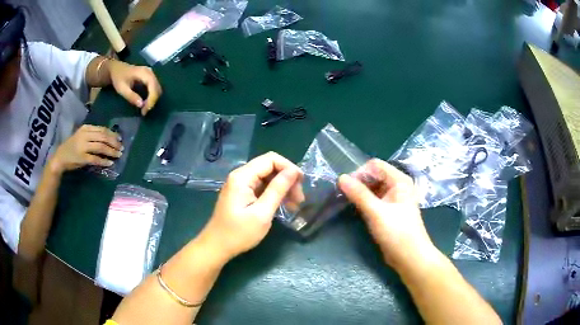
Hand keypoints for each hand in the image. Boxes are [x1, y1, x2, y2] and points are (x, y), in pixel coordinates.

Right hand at [50, 125, 122, 172]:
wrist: (60, 157)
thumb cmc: (72, 147)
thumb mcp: (82, 136)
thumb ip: (93, 135)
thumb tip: (109, 138)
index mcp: (86, 128)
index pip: (102, 129)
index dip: (112, 134)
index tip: (120, 139)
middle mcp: (85, 135)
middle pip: (103, 137)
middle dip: (114, 142)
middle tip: (121, 148)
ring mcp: (83, 146)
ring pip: (101, 147)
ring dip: (111, 151)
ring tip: (118, 155)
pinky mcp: (82, 158)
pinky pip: (95, 159)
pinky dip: (103, 161)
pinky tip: (110, 163)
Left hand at [109, 60, 161, 115]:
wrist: (117, 69)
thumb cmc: (118, 78)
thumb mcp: (122, 88)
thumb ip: (131, 96)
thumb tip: (141, 105)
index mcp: (144, 73)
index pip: (153, 87)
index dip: (151, 100)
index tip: (144, 111)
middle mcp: (150, 72)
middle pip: (157, 88)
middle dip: (152, 101)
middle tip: (144, 111)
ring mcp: (151, 74)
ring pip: (157, 89)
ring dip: (153, 100)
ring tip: (144, 108)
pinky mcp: (150, 77)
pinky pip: (154, 88)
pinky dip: (152, 96)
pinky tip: (145, 102)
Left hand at [198, 152, 301, 262]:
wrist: (217, 247)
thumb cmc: (239, 233)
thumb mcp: (262, 213)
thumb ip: (278, 189)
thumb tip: (294, 171)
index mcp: (242, 177)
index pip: (271, 159)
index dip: (289, 167)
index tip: (302, 183)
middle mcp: (240, 176)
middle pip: (269, 167)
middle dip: (287, 179)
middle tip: (299, 199)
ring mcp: (240, 185)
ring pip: (267, 177)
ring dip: (282, 188)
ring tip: (295, 204)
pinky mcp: (242, 194)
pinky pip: (262, 187)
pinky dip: (274, 194)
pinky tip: (284, 206)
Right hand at [338, 159, 434, 269]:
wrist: (409, 257)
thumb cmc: (397, 232)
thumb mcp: (376, 212)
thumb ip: (359, 194)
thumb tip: (341, 178)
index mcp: (400, 180)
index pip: (375, 165)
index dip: (360, 173)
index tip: (346, 186)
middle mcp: (397, 186)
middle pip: (374, 175)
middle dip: (358, 183)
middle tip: (343, 194)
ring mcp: (393, 199)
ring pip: (373, 188)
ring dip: (360, 193)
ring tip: (346, 200)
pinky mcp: (389, 211)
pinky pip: (374, 199)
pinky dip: (364, 202)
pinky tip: (355, 208)